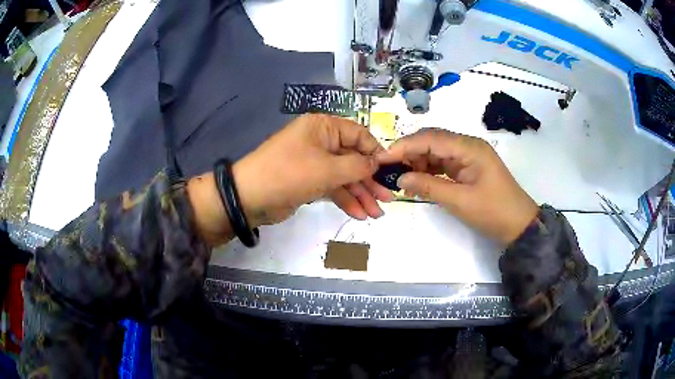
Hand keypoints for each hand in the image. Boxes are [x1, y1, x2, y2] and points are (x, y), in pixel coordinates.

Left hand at [233, 114, 392, 226]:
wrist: (250, 197)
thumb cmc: (290, 174)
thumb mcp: (328, 169)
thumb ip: (357, 166)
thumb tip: (377, 163)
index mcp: (323, 127)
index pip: (359, 135)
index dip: (376, 153)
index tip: (390, 172)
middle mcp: (320, 141)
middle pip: (353, 159)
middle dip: (370, 181)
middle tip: (387, 200)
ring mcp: (314, 162)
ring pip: (344, 176)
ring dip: (360, 194)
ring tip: (376, 214)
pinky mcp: (309, 180)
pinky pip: (332, 187)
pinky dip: (345, 200)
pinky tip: (358, 214)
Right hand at [377, 128, 538, 244]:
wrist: (518, 225)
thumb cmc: (493, 212)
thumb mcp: (460, 201)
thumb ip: (428, 186)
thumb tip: (400, 178)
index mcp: (469, 147)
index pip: (431, 138)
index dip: (405, 146)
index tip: (383, 158)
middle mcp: (467, 146)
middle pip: (432, 140)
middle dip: (409, 152)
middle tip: (388, 168)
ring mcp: (468, 156)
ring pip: (436, 151)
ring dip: (417, 161)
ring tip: (400, 176)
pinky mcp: (467, 167)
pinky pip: (443, 163)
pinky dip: (428, 170)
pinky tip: (417, 179)